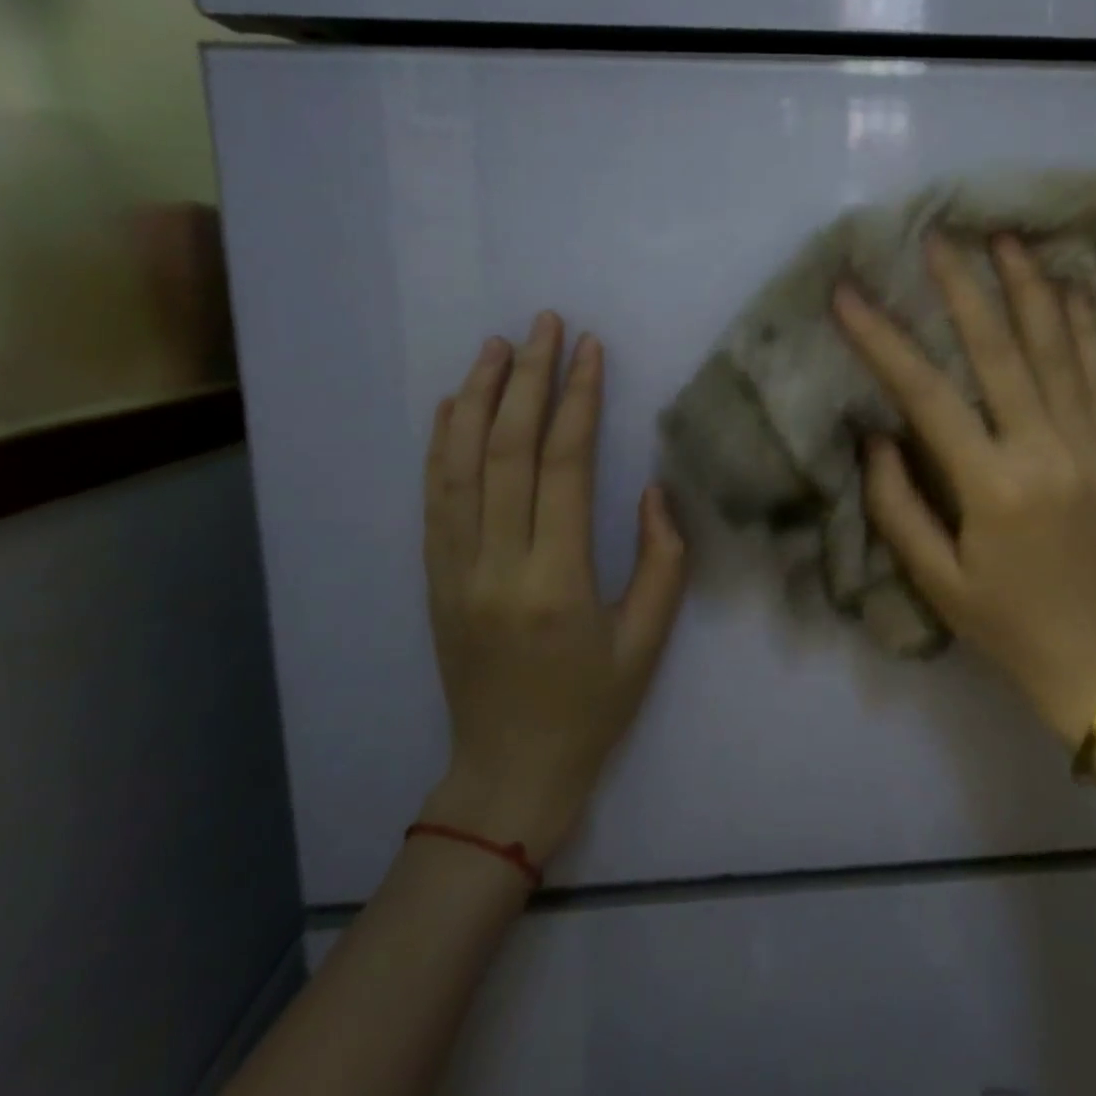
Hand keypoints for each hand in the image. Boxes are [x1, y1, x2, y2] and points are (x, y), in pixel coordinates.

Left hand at [419, 313, 687, 860]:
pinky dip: (442, 444)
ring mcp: (454, 570)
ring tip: (498, 346)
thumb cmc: (592, 709)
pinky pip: (434, 499)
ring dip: (479, 398)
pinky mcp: (435, 579)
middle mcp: (495, 565)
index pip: (564, 467)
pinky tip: (454, 405)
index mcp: (555, 582)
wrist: (509, 771)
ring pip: (459, 465)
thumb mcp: (647, 641)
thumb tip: (652, 489)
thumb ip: (661, 560)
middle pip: (507, 451)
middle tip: (544, 324)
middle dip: (528, 379)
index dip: (579, 400)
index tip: (590, 350)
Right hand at [833, 236, 1095, 746]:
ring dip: (1031, 289)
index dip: (883, 340)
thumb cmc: (1002, 622)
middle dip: (963, 289)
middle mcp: (1045, 451)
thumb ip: (896, 504)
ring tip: (1008, 238)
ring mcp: (1090, 447)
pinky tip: (1074, 291)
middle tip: (938, 236)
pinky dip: (1090, 329)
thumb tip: (876, 436)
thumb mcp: (933, 578)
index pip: (927, 395)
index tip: (848, 295)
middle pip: (1000, 352)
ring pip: (1060, 350)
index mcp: (992, 486)